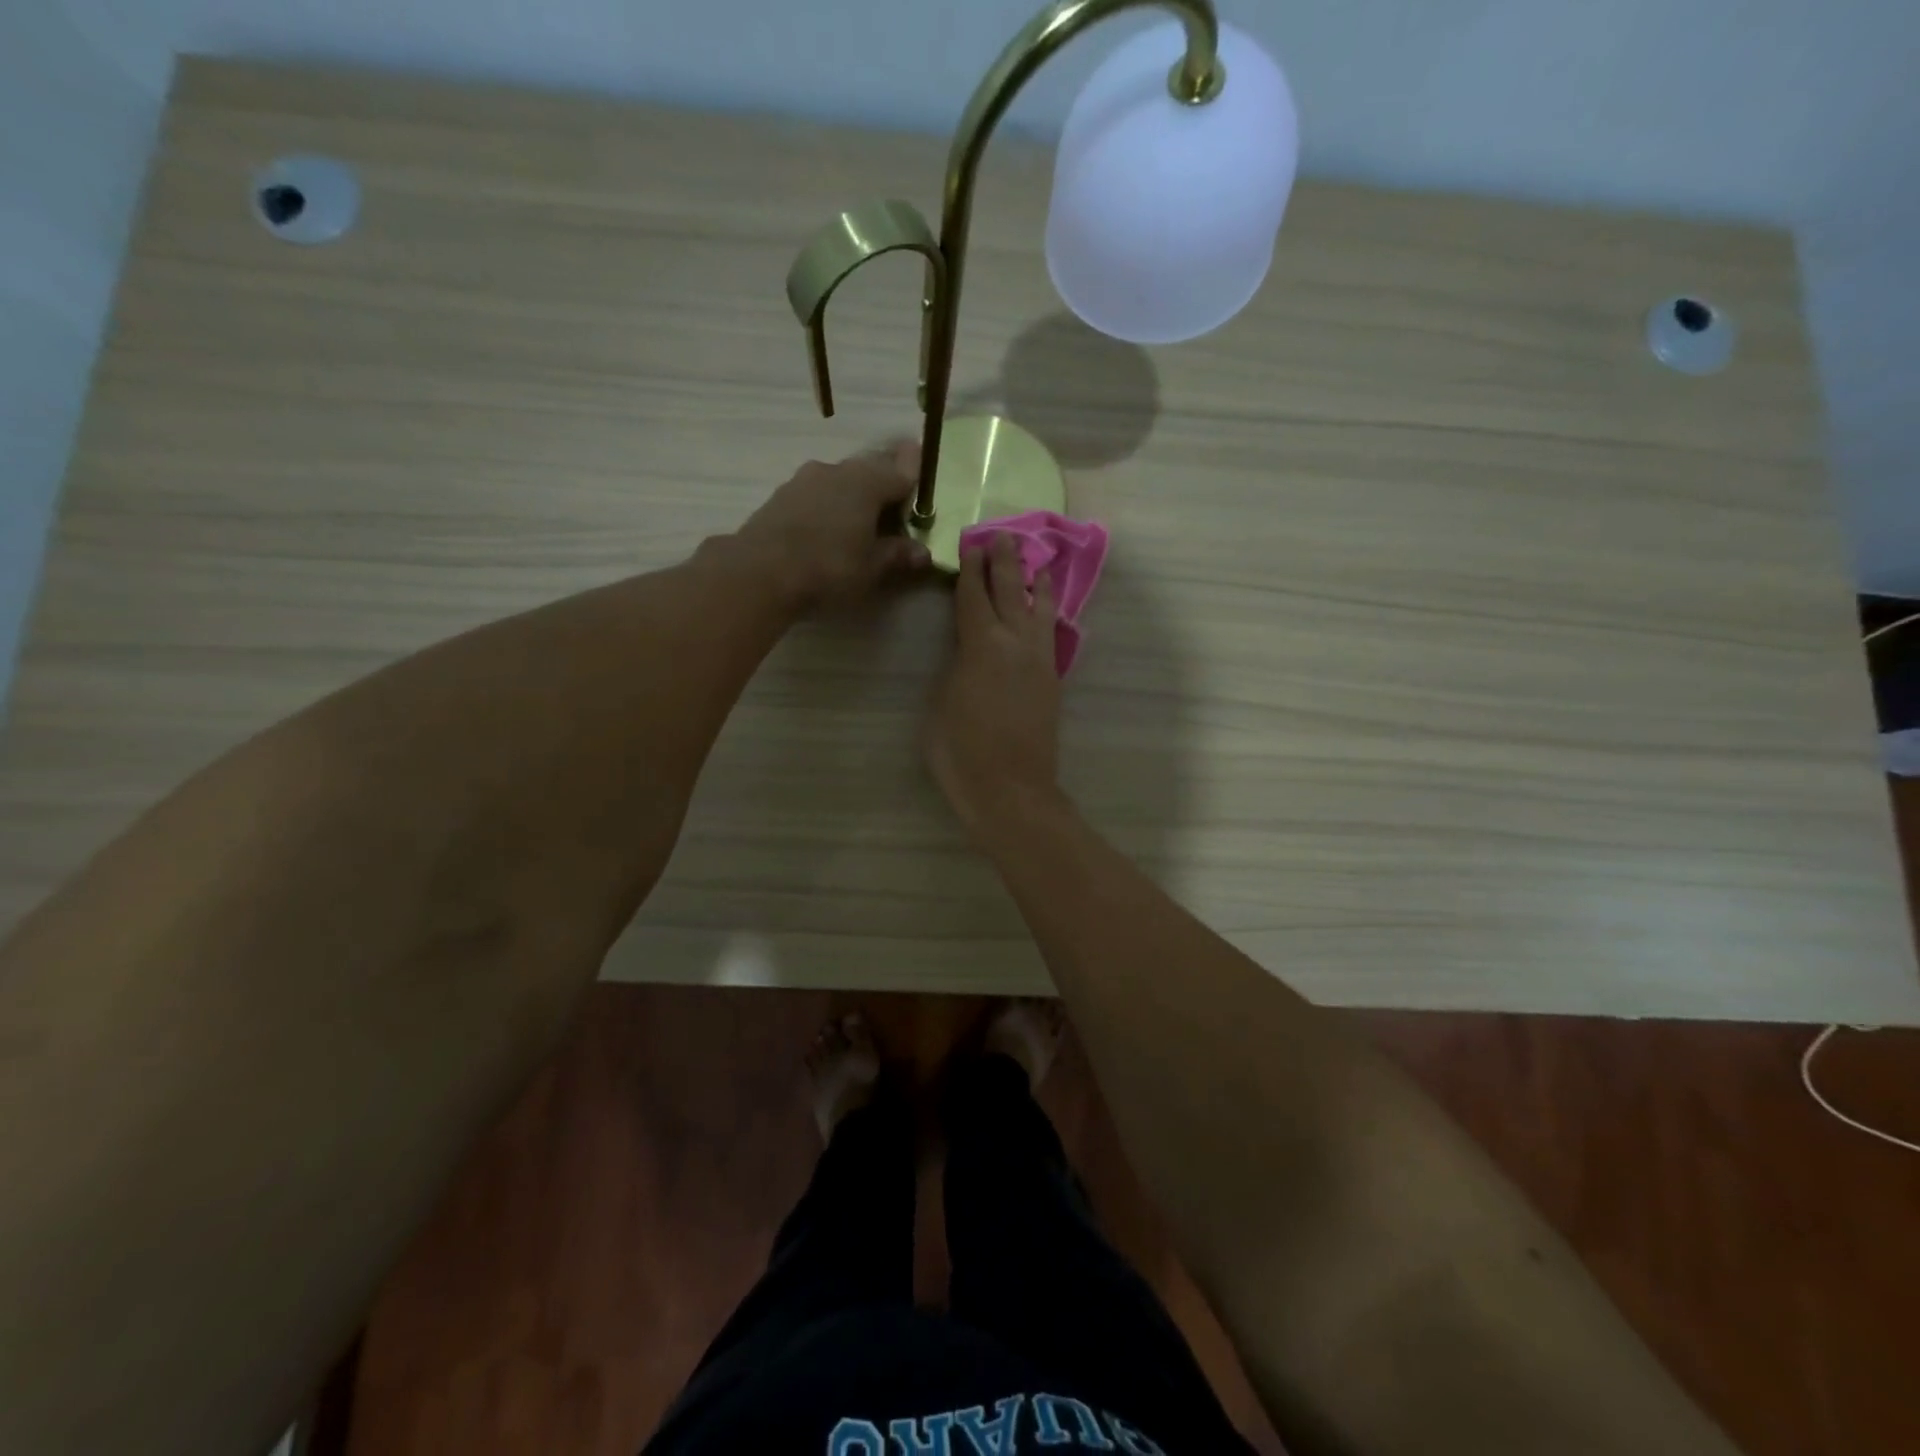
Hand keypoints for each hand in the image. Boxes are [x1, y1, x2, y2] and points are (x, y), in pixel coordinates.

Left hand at [735, 444, 930, 609]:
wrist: (760, 571)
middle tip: (895, 497)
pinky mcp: (781, 496)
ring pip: (840, 480)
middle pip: (869, 470)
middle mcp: (837, 471)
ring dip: (853, 493)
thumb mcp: (871, 567)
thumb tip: (922, 552)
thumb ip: (897, 555)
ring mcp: (804, 480)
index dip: (913, 470)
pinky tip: (829, 525)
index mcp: (867, 483)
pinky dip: (829, 504)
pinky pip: (817, 494)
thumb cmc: (829, 567)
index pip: (900, 471)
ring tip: (862, 516)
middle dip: (884, 480)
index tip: (920, 461)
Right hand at [924, 534, 1064, 837]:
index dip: (969, 568)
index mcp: (980, 645)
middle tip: (1002, 536)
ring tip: (1037, 562)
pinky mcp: (1052, 681)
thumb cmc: (962, 752)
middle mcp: (1015, 643)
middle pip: (1010, 592)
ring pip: (1040, 610)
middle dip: (1004, 562)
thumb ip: (954, 668)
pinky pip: (1050, 634)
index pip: (972, 596)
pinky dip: (1047, 614)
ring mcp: (1039, 661)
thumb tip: (965, 651)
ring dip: (1035, 583)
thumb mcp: (941, 704)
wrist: (1011, 790)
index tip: (970, 543)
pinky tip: (1046, 611)